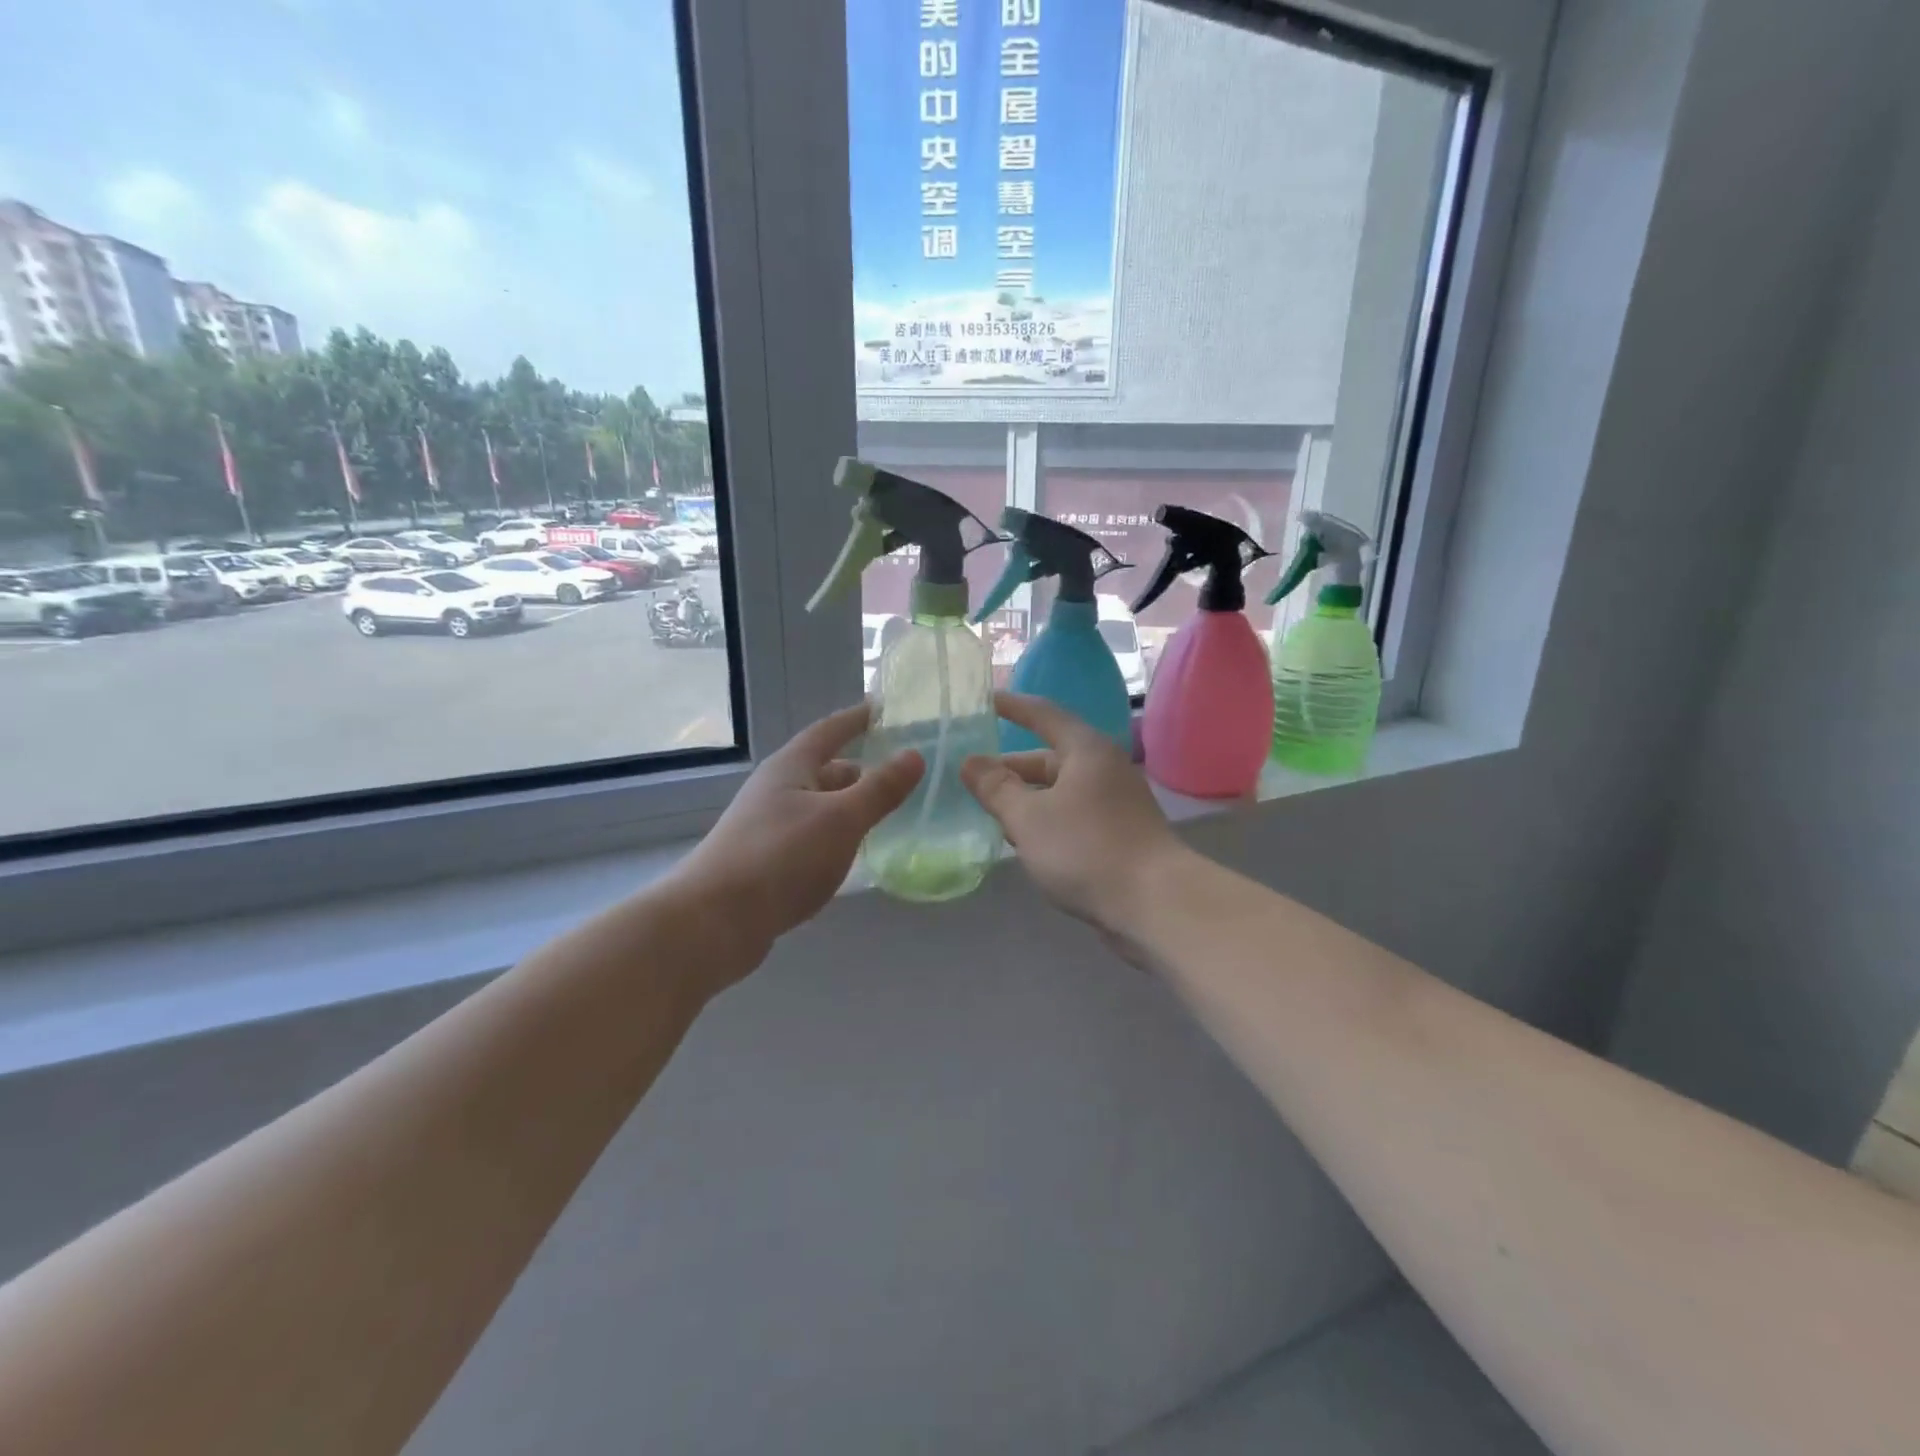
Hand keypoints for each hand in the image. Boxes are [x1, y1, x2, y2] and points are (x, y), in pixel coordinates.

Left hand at [676, 703, 922, 956]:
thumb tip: (915, 755)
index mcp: (791, 767)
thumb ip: (880, 789)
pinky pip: (810, 836)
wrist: (714, 921)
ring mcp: (767, 826)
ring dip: (849, 806)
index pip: (830, 730)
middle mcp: (776, 790)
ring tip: (886, 815)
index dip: (858, 718)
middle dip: (861, 770)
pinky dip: (835, 836)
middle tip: (900, 775)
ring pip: (819, 806)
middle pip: (825, 770)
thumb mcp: (840, 819)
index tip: (885, 708)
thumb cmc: (781, 857)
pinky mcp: (766, 861)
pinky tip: (852, 854)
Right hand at [961, 692, 1186, 930]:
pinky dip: (1046, 820)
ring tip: (990, 812)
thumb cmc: (1086, 848)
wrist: (1155, 903)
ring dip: (1026, 799)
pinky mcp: (1119, 834)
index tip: (985, 701)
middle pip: (1050, 758)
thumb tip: (970, 762)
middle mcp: (1104, 768)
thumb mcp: (1028, 817)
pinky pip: (1073, 815)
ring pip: (1060, 791)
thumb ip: (996, 788)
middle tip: (973, 777)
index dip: (1013, 707)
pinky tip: (1024, 842)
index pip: (1044, 715)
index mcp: (1086, 750)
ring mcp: (1116, 803)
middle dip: (1011, 768)